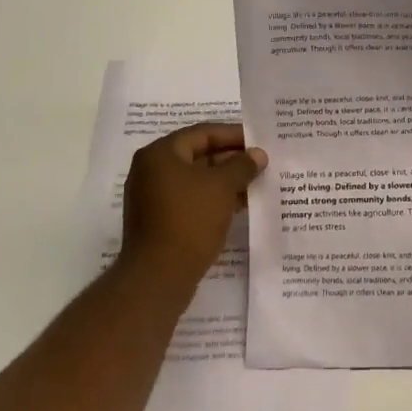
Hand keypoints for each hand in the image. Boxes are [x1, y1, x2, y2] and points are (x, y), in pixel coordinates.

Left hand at [121, 123, 266, 283]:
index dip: (234, 135)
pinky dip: (213, 199)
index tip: (259, 141)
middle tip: (260, 163)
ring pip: (196, 180)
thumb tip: (258, 154)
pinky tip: (239, 206)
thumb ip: (242, 165)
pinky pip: (190, 199)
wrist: (158, 277)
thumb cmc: (190, 220)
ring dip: (225, 181)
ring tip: (255, 184)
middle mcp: (151, 170)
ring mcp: (152, 197)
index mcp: (160, 154)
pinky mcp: (158, 221)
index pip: (202, 133)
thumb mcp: (222, 187)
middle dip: (231, 159)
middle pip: (198, 155)